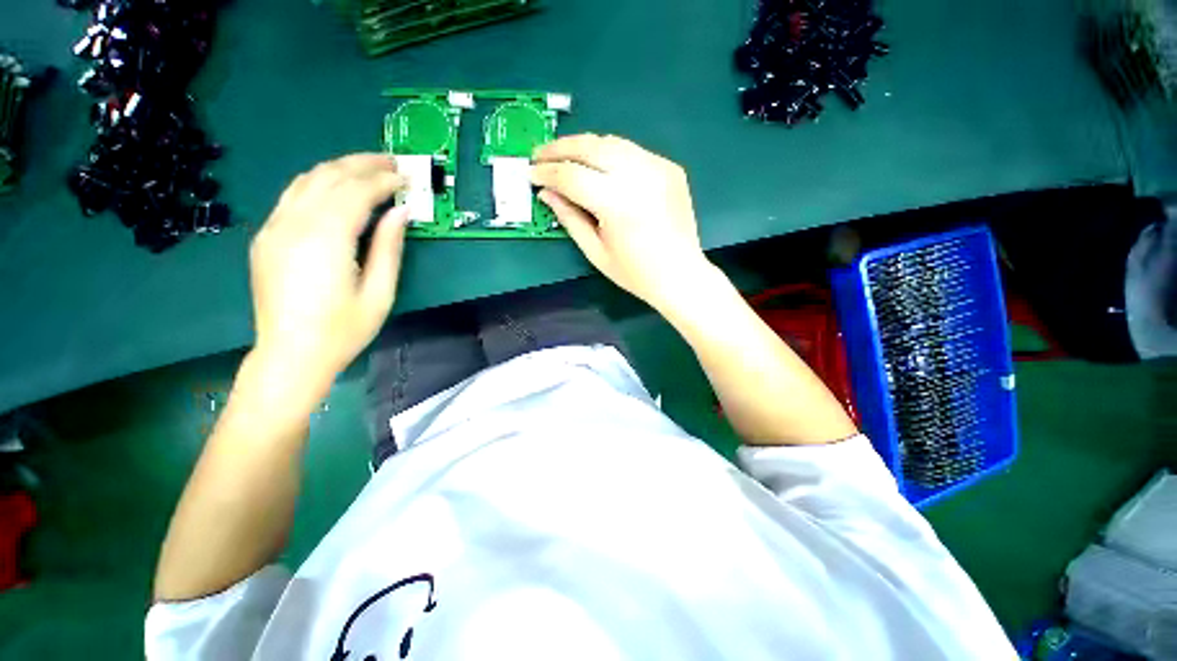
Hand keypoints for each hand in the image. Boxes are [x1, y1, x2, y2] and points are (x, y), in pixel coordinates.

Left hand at [249, 154, 408, 388]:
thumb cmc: (343, 329)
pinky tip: (336, 188)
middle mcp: (294, 223)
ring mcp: (274, 227)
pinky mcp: (266, 237)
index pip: (357, 192)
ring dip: (340, 168)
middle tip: (393, 162)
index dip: (385, 181)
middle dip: (363, 164)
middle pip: (330, 176)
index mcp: (325, 238)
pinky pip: (292, 196)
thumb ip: (389, 247)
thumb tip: (400, 212)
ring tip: (368, 168)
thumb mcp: (379, 292)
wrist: (290, 354)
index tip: (408, 178)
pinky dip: (319, 183)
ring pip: (307, 180)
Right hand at [531, 134, 714, 312]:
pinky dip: (610, 155)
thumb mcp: (596, 252)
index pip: (572, 175)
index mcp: (617, 204)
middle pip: (590, 147)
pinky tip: (600, 168)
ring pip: (611, 142)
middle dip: (560, 148)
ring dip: (583, 146)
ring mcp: (658, 168)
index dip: (547, 173)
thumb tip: (546, 193)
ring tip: (565, 157)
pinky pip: (632, 152)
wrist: (680, 275)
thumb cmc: (636, 273)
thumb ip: (569, 218)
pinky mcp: (669, 167)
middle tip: (540, 155)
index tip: (530, 174)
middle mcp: (638, 176)